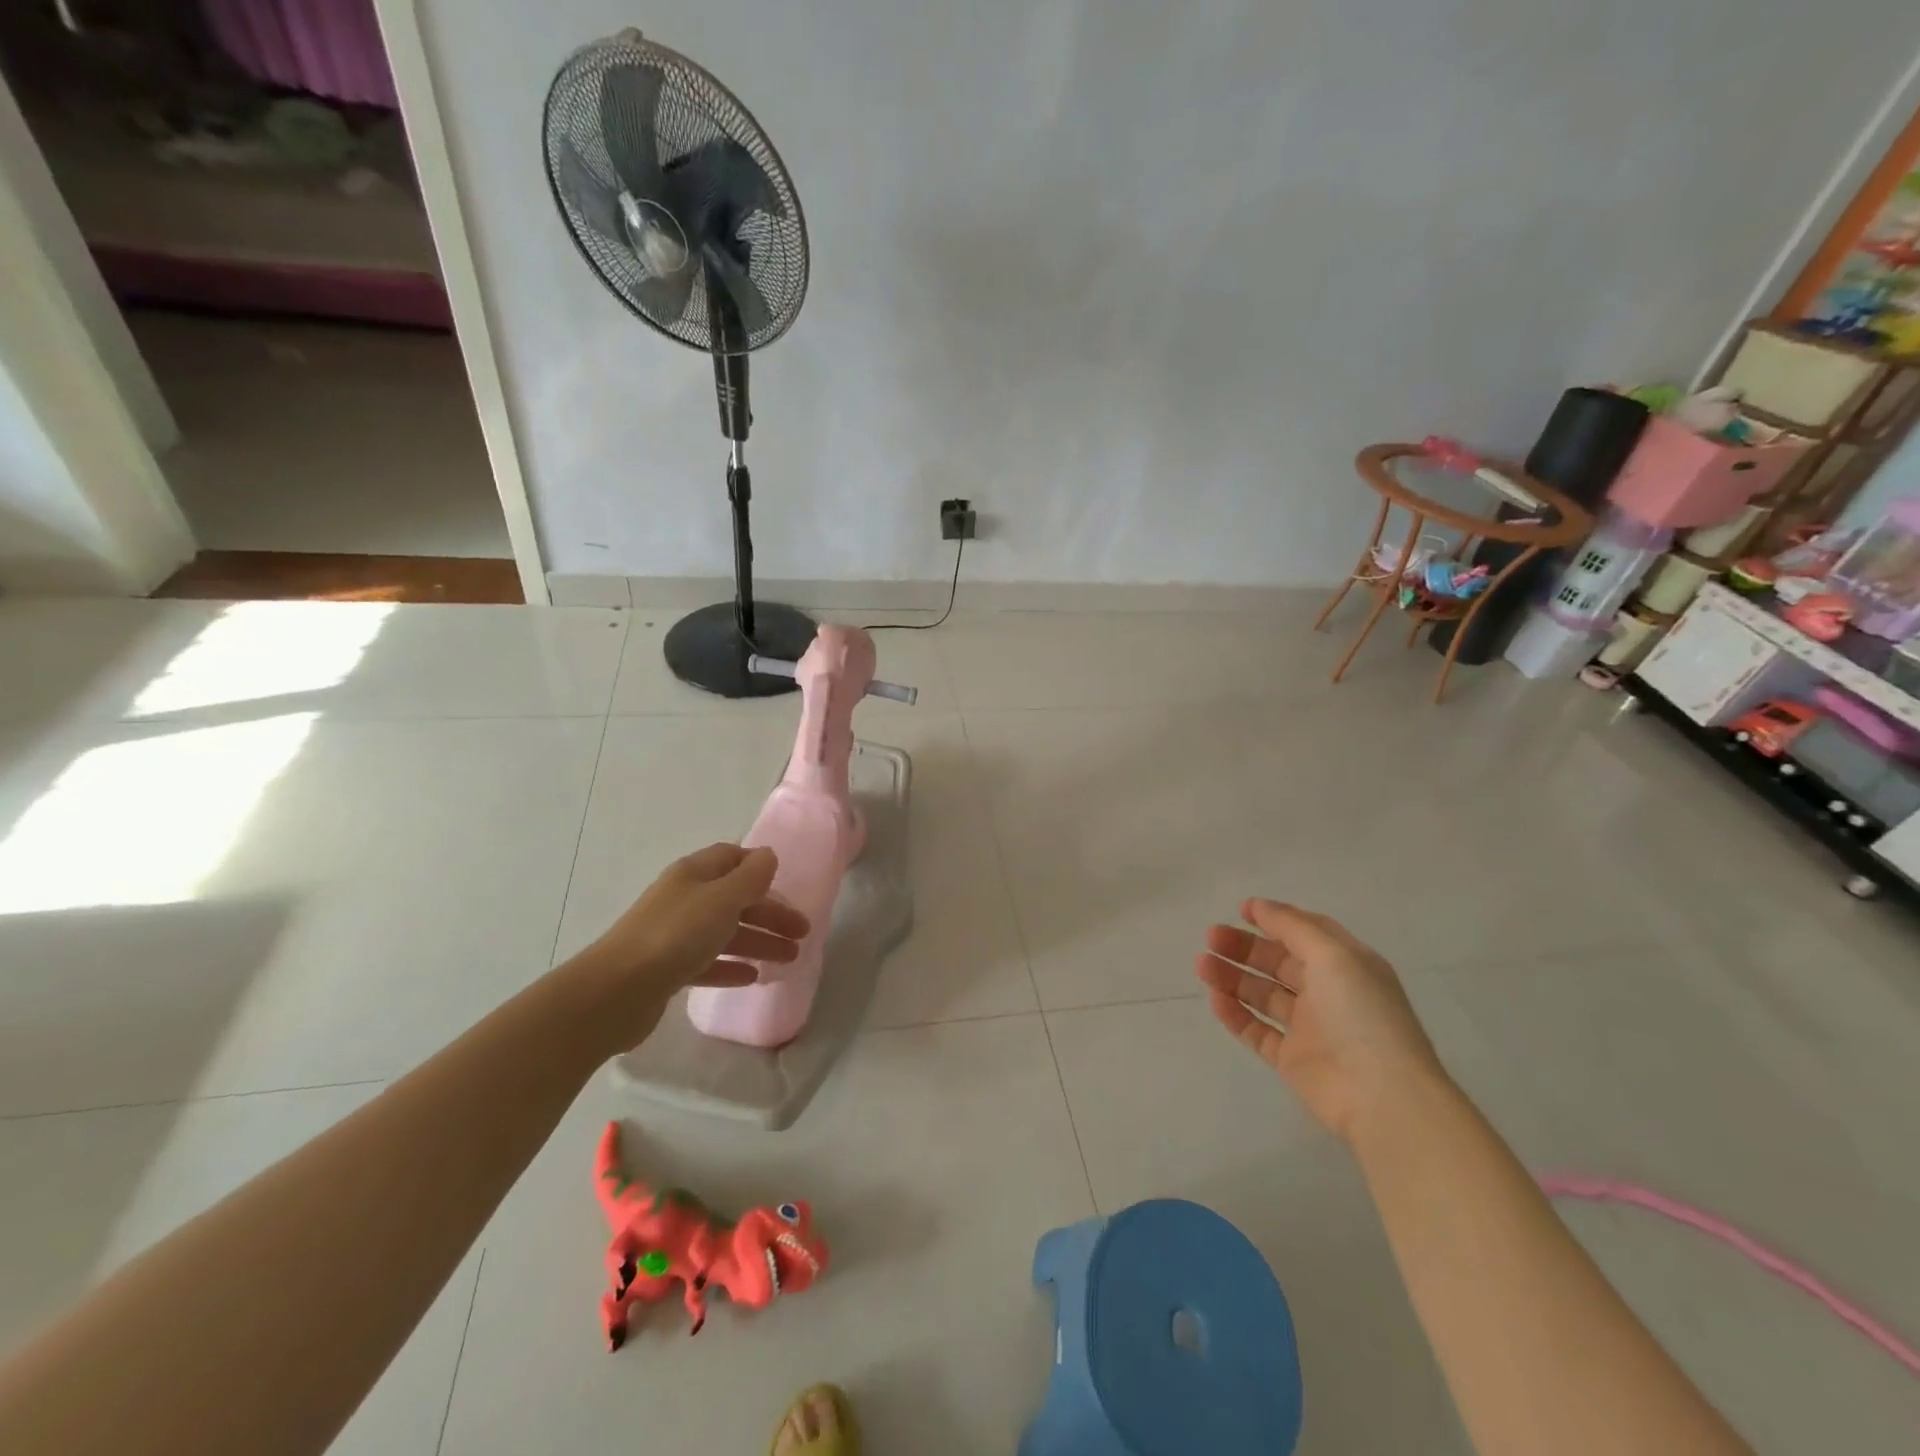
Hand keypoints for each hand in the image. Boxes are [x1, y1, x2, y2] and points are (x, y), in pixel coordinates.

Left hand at [575, 844, 809, 1049]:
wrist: (615, 992)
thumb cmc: (675, 935)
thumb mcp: (721, 899)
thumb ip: (750, 878)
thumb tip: (768, 855)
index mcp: (693, 874)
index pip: (732, 858)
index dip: (760, 868)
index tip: (787, 884)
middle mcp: (684, 899)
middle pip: (734, 899)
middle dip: (769, 913)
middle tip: (802, 933)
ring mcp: (673, 935)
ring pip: (725, 932)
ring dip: (758, 942)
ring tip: (789, 960)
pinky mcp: (667, 970)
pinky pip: (708, 962)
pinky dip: (731, 966)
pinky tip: (752, 978)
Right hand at [1195, 899, 1447, 1146]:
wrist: (1382, 1097)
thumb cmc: (1361, 1015)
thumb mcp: (1333, 955)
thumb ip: (1293, 926)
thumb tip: (1259, 905)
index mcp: (1346, 966)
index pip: (1306, 934)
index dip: (1275, 919)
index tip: (1241, 911)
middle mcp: (1328, 993)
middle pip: (1278, 962)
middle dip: (1244, 947)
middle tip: (1211, 937)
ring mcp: (1309, 1028)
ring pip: (1263, 995)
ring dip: (1233, 977)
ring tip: (1201, 965)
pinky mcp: (1292, 1059)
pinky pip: (1257, 1031)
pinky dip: (1235, 1014)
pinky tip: (1215, 999)